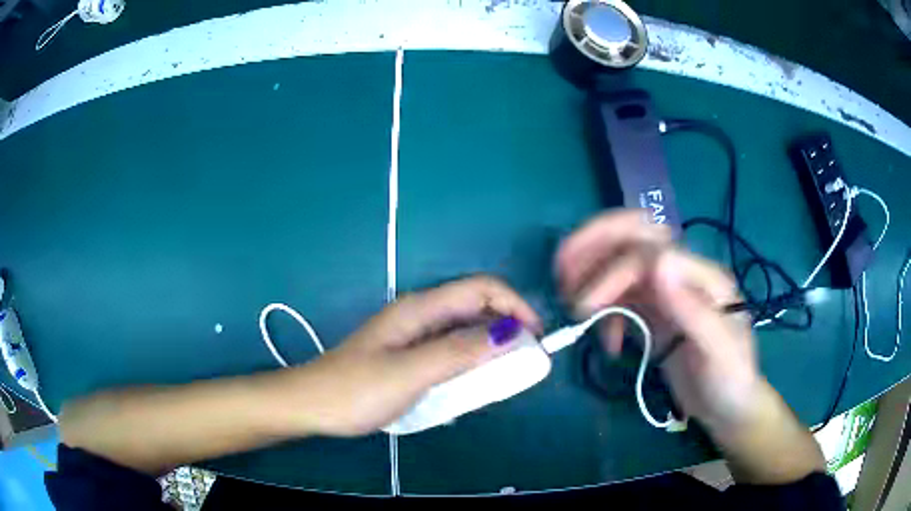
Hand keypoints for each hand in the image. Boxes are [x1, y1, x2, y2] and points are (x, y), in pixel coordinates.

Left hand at [290, 276, 541, 436]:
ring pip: (466, 329)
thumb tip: (508, 333)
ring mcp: (414, 335)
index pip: (480, 288)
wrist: (313, 404)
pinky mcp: (410, 354)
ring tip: (506, 374)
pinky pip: (452, 350)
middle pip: (476, 306)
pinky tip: (475, 382)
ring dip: (491, 346)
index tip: (535, 336)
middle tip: (524, 361)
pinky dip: (472, 360)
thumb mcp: (410, 373)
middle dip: (507, 326)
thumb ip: (458, 352)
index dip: (514, 305)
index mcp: (420, 308)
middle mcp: (420, 315)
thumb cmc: (356, 389)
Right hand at [556, 209, 761, 430]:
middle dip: (596, 243)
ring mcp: (666, 293)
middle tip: (561, 266)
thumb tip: (658, 263)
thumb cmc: (730, 380)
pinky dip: (603, 312)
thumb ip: (694, 309)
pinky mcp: (654, 313)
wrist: (728, 406)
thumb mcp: (720, 352)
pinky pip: (621, 298)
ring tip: (573, 302)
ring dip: (591, 273)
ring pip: (622, 264)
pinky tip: (606, 344)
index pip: (651, 253)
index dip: (614, 272)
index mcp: (702, 276)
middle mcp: (681, 275)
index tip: (586, 307)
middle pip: (636, 237)